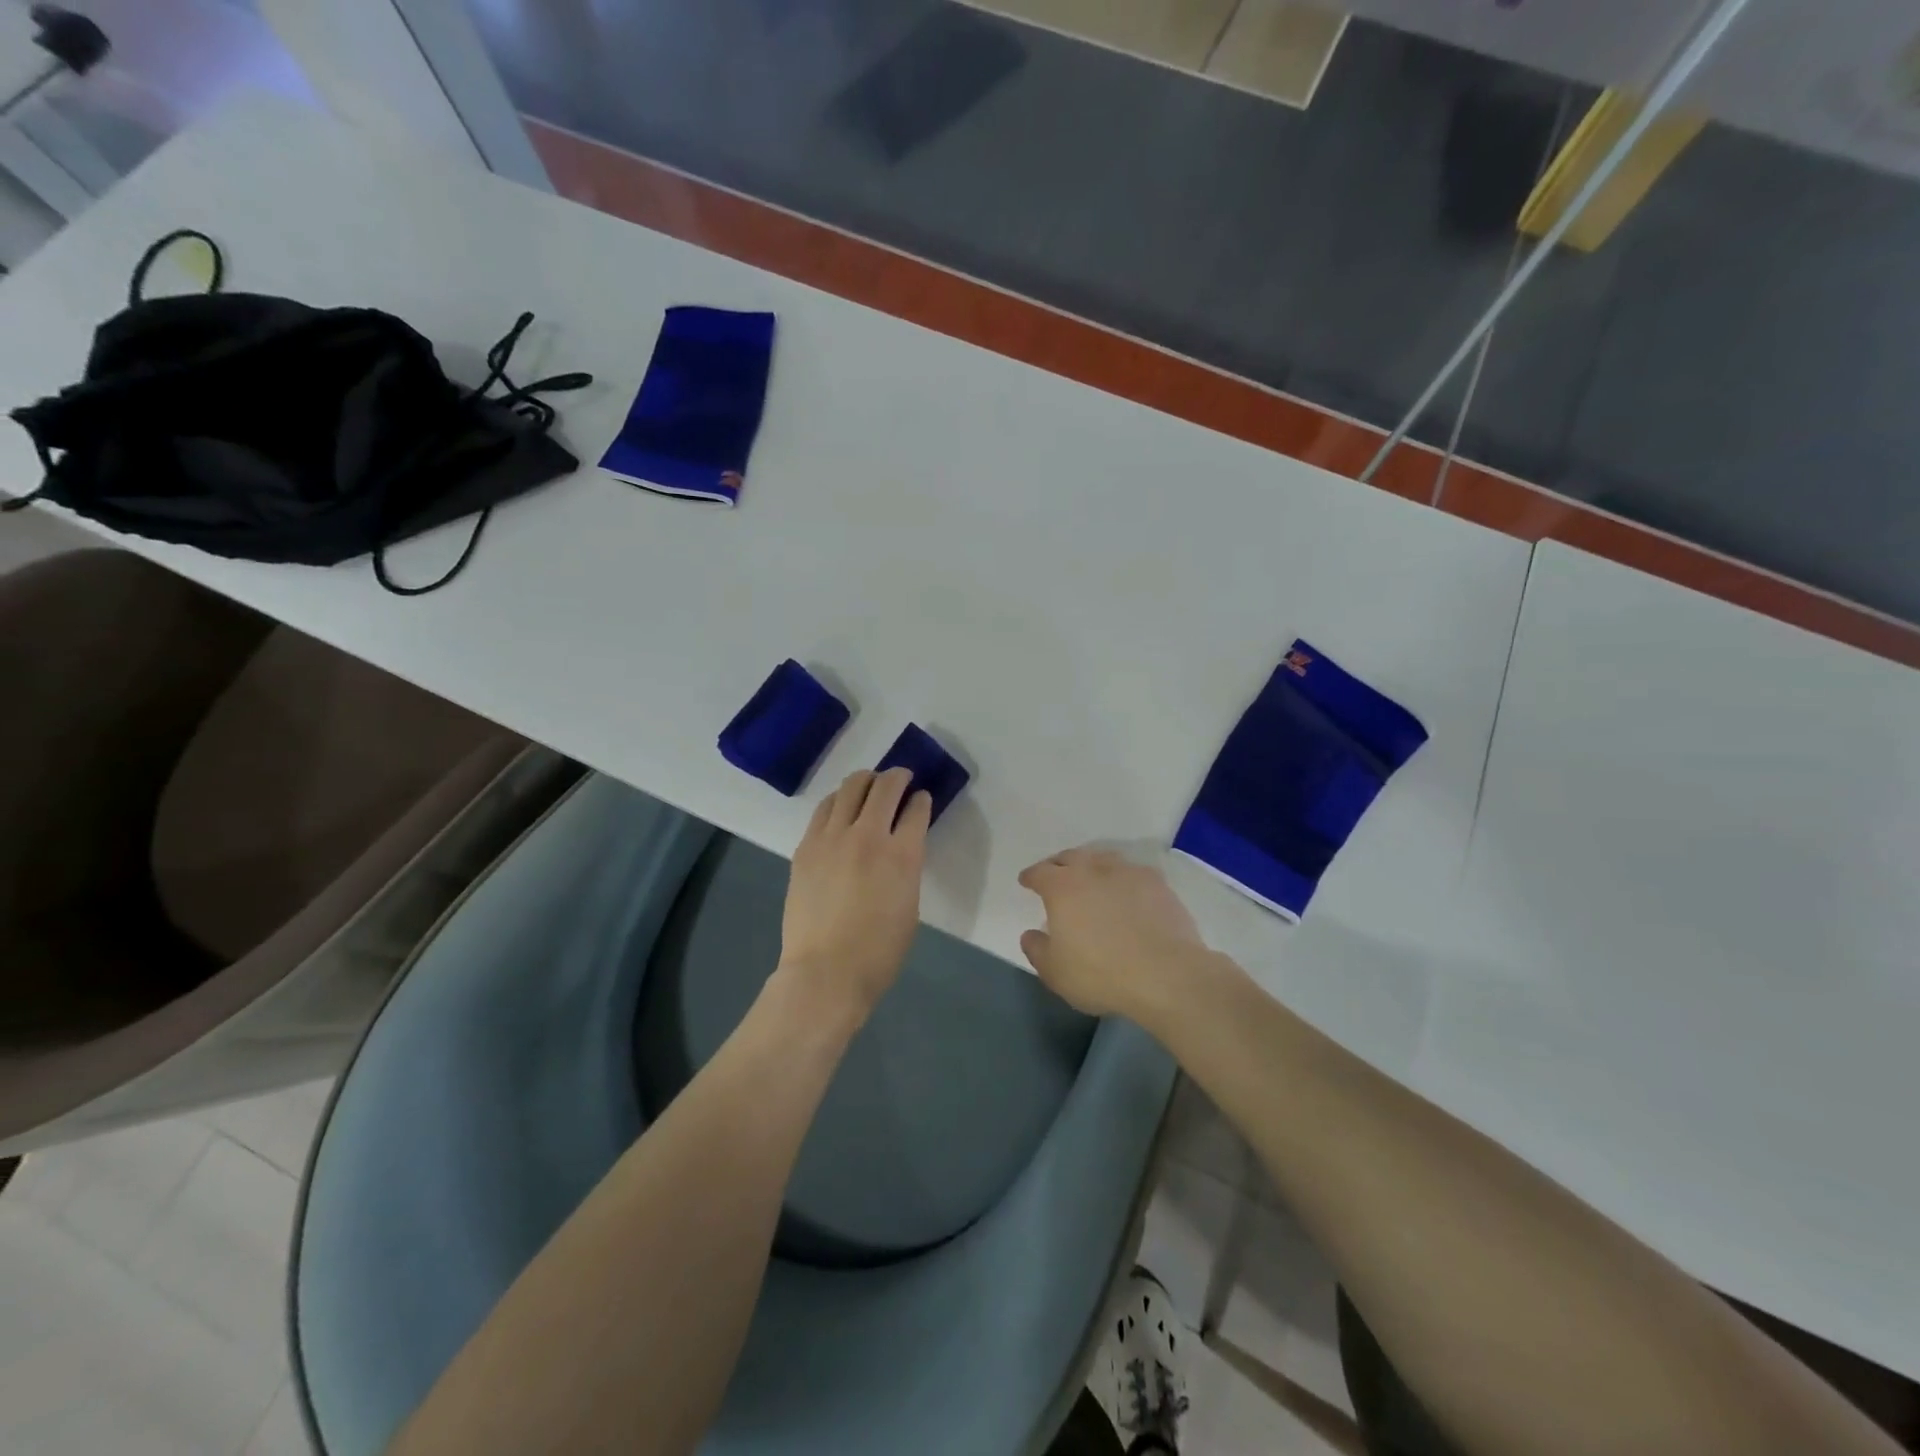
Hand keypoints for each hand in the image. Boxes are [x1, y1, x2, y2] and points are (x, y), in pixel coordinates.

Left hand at [778, 768, 931, 1019]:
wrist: (826, 972)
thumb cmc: (879, 952)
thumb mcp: (909, 906)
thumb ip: (907, 868)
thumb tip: (901, 848)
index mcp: (902, 856)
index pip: (916, 810)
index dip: (922, 800)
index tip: (922, 798)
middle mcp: (868, 836)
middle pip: (884, 787)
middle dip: (897, 776)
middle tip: (901, 778)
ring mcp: (832, 838)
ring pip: (850, 788)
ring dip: (866, 781)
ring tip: (870, 785)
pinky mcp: (807, 847)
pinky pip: (824, 809)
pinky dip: (838, 800)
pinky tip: (841, 805)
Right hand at [1018, 848, 1213, 1022]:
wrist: (1166, 974)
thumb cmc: (1101, 975)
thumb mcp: (1055, 973)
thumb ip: (1037, 950)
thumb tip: (1031, 934)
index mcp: (1062, 888)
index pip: (1039, 872)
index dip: (1031, 876)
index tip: (1027, 881)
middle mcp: (1092, 870)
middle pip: (1070, 857)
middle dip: (1059, 864)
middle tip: (1056, 875)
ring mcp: (1128, 873)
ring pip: (1103, 858)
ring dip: (1092, 865)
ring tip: (1091, 878)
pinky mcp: (1157, 883)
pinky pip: (1132, 872)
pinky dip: (1123, 878)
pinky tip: (1126, 891)